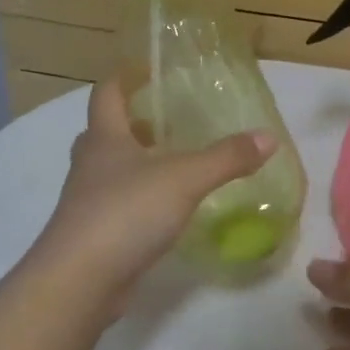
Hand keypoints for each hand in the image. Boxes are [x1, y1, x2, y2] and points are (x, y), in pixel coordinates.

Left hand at [32, 79, 274, 306]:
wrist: (81, 280)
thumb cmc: (126, 212)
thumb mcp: (185, 179)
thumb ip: (227, 158)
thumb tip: (269, 138)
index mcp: (104, 138)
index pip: (107, 93)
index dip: (125, 77)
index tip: (148, 69)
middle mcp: (90, 164)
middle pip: (105, 132)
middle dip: (132, 123)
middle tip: (167, 120)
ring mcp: (87, 201)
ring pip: (109, 170)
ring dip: (135, 162)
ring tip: (173, 162)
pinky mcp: (94, 234)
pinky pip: (117, 204)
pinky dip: (138, 199)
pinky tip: (165, 209)